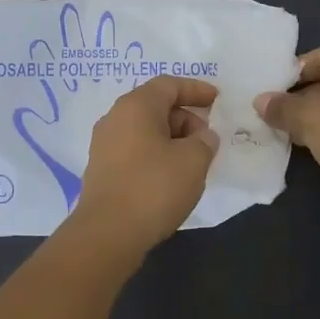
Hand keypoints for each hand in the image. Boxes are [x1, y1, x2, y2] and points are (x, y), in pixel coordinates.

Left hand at [67, 76, 219, 255]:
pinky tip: (171, 177)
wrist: (108, 234)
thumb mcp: (194, 160)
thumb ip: (205, 141)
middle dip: (186, 118)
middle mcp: (115, 118)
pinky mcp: (102, 170)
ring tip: (194, 161)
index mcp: (136, 106)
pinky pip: (135, 150)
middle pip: (156, 106)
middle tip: (207, 139)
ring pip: (145, 130)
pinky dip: (157, 155)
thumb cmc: (154, 188)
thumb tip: (201, 137)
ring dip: (172, 139)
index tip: (217, 100)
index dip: (196, 89)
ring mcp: (104, 145)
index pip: (169, 84)